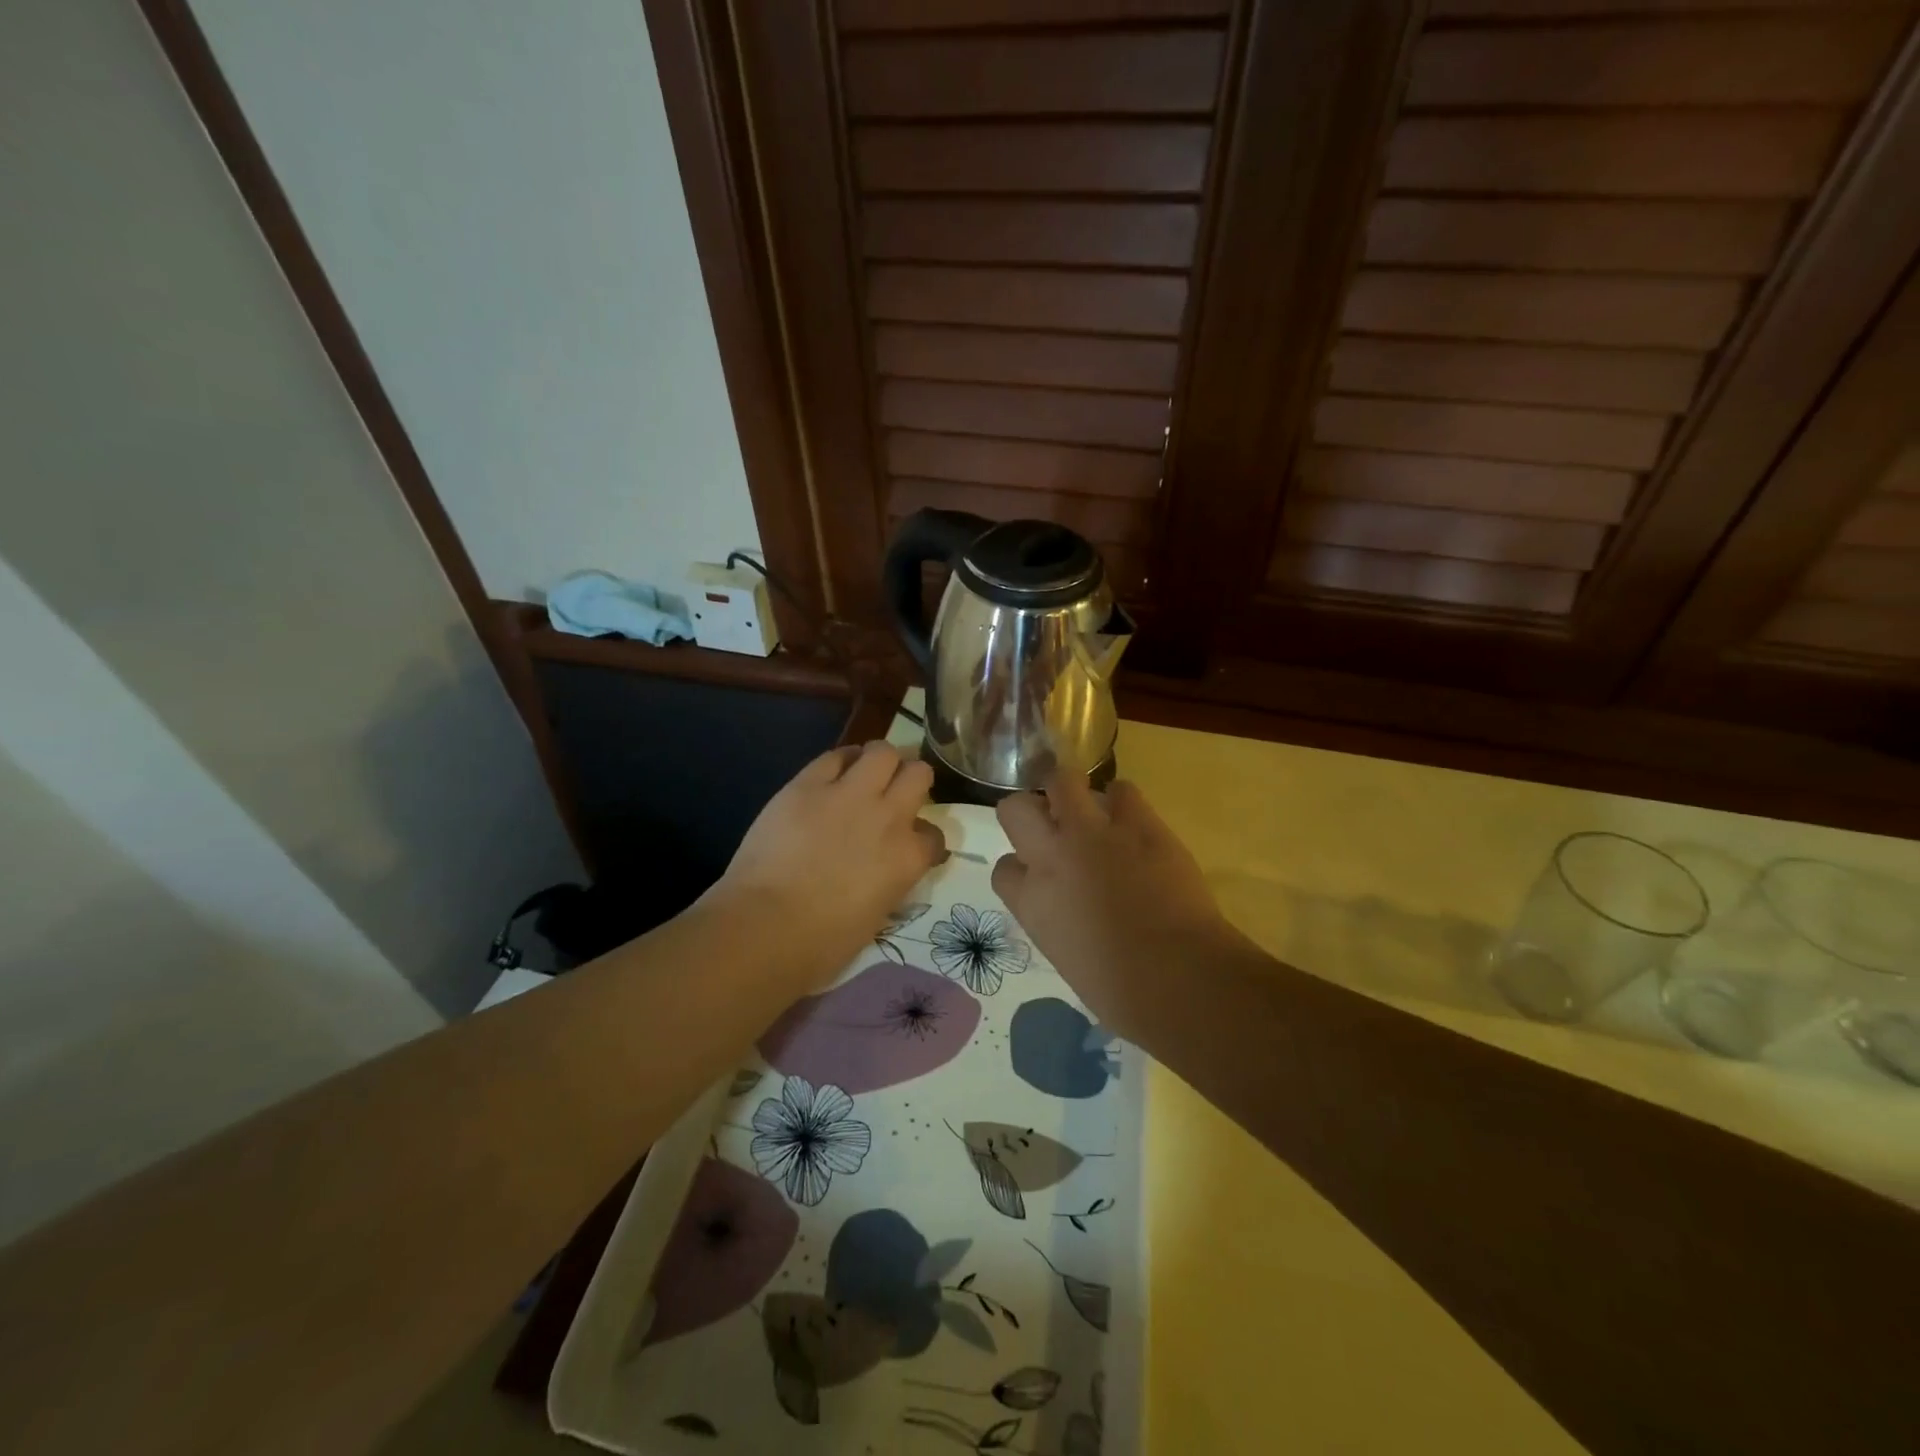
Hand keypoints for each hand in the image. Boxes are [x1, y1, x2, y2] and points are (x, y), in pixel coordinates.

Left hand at [717, 742, 944, 976]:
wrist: (766, 927)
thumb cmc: (822, 943)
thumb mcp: (877, 916)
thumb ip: (890, 882)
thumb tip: (885, 872)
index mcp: (908, 858)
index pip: (934, 835)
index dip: (923, 838)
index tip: (910, 844)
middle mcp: (889, 816)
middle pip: (918, 774)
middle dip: (910, 780)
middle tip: (893, 792)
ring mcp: (849, 795)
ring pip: (883, 751)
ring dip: (880, 761)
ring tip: (866, 773)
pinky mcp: (808, 784)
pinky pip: (834, 756)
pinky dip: (840, 761)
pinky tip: (833, 774)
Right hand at [992, 771, 1240, 1039]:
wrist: (1180, 977)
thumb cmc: (1122, 991)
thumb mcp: (1066, 956)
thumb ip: (1057, 920)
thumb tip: (1071, 908)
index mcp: (1030, 901)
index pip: (1004, 867)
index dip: (1022, 866)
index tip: (1039, 873)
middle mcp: (1051, 856)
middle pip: (1014, 808)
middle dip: (1029, 811)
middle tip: (1052, 824)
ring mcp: (1093, 833)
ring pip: (1062, 780)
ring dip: (1071, 791)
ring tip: (1090, 808)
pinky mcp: (1138, 823)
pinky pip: (1122, 790)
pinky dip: (1124, 802)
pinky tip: (1134, 822)